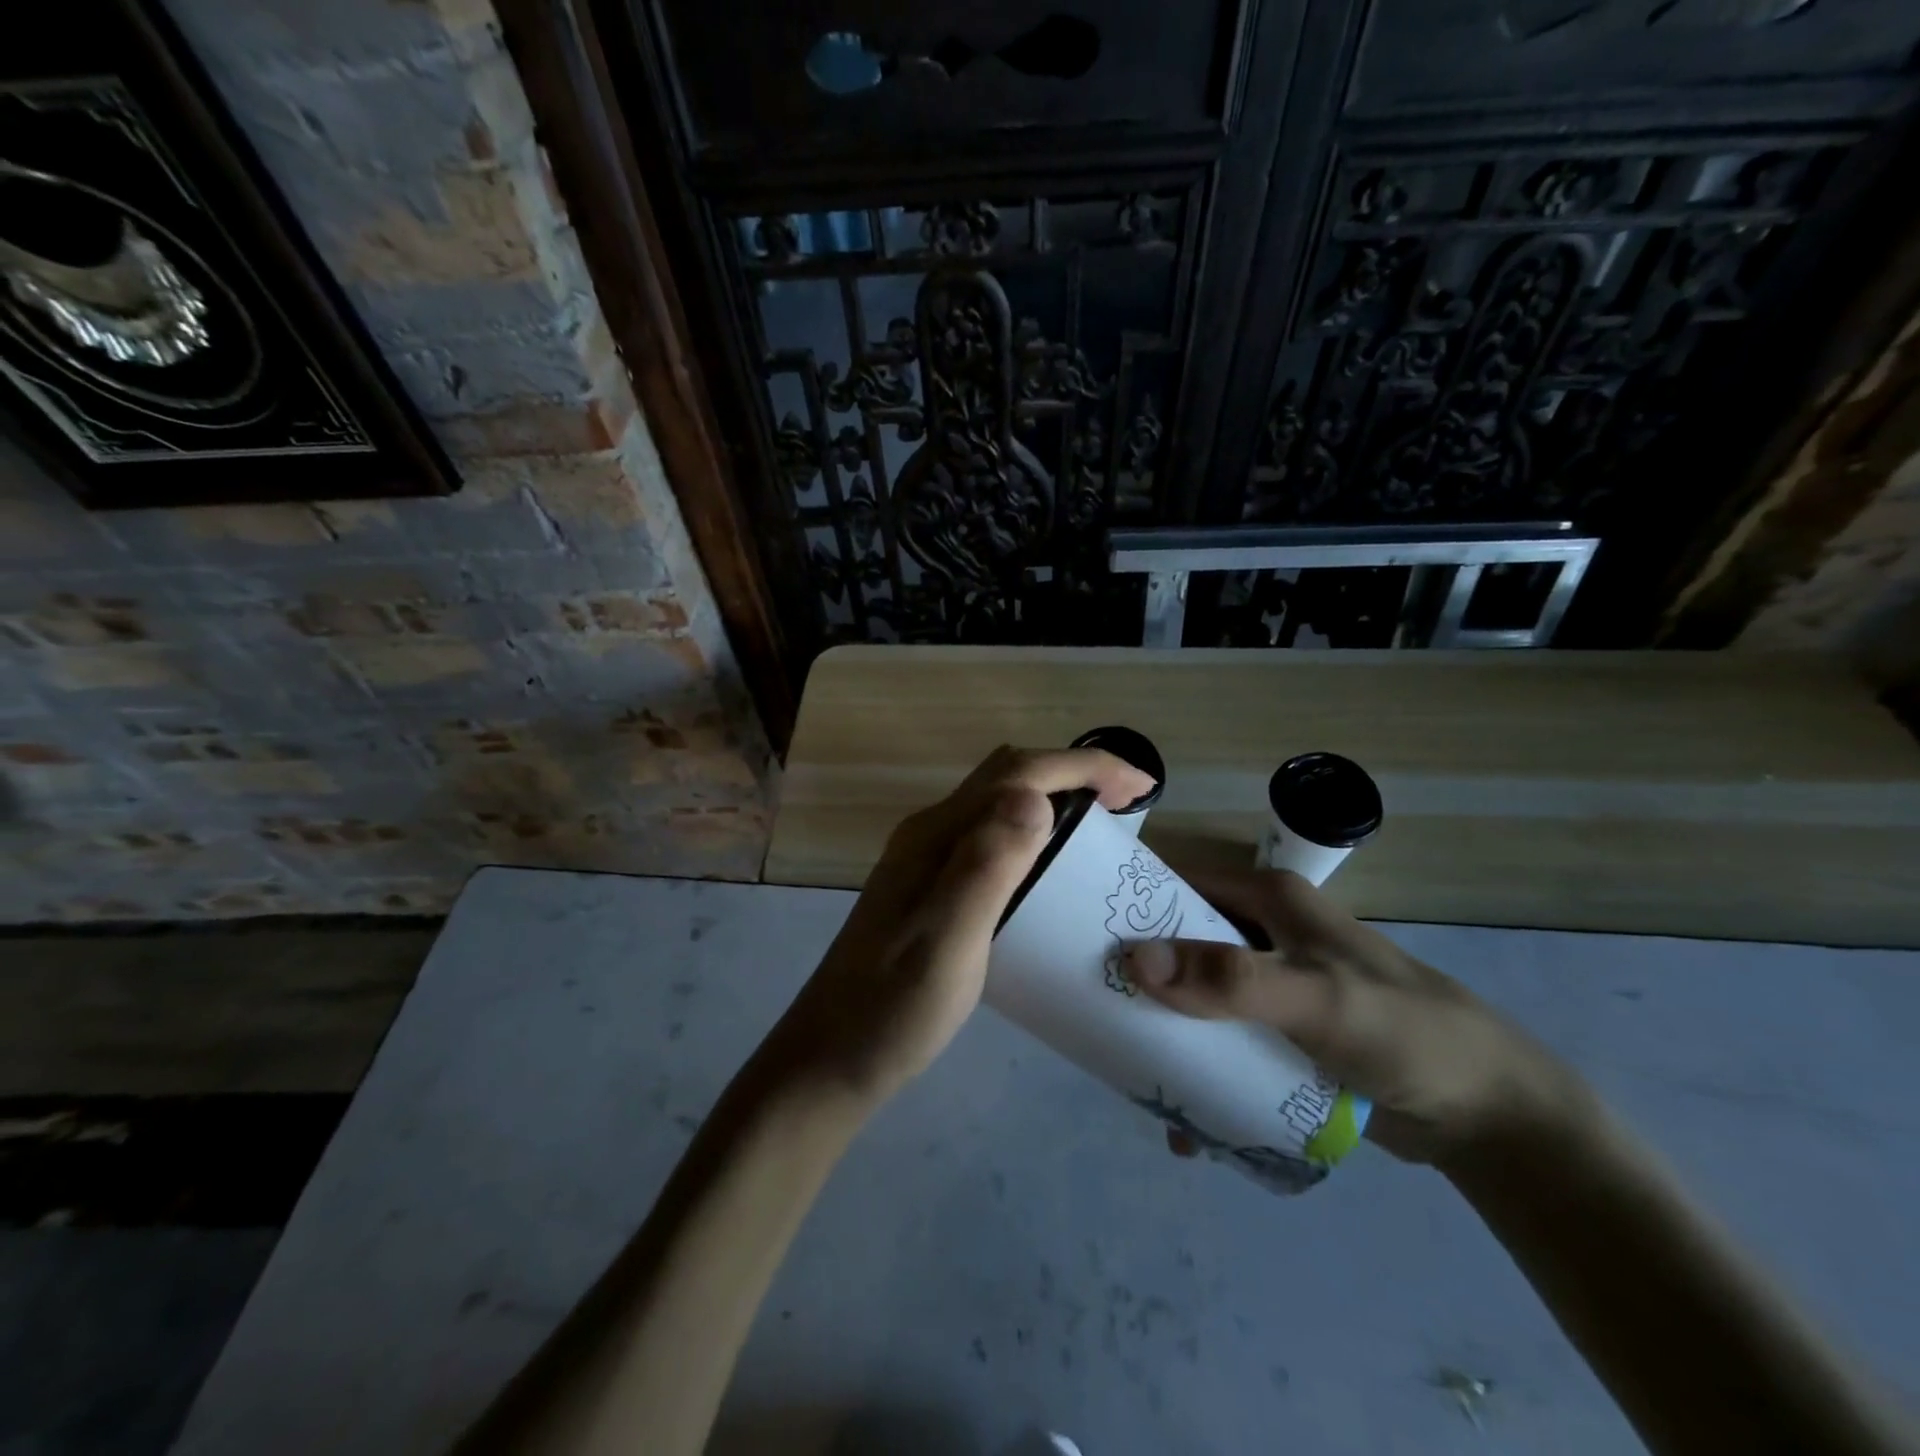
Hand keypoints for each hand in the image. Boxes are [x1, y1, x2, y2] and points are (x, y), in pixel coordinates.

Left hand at [769, 746, 1154, 1105]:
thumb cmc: (894, 1007)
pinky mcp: (930, 886)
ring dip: (1052, 798)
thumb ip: (986, 867)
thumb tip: (1035, 798)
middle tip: (1126, 805)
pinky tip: (1050, 871)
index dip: (1084, 766)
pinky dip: (1033, 831)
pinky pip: (990, 835)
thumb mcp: (948, 942)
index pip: (1018, 772)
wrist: (831, 1057)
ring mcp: (926, 859)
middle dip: (1072, 773)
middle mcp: (930, 833)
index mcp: (937, 835)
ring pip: (998, 802)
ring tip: (1098, 830)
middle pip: (1007, 775)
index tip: (1140, 786)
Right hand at [1121, 866, 1588, 1167]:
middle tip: (1088, 1010)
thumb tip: (1132, 960)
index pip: (1175, 882)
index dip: (1125, 902)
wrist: (1489, 1115)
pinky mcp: (1280, 1032)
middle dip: (1135, 975)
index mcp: (1266, 898)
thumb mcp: (1316, 1000)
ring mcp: (1270, 984)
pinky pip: (1220, 1039)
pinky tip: (1181, 1116)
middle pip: (1177, 940)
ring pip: (1194, 994)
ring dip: (1162, 1029)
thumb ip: (1229, 980)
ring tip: (1122, 1069)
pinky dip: (1196, 1068)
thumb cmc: (1403, 1033)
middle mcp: (1262, 931)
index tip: (1072, 937)